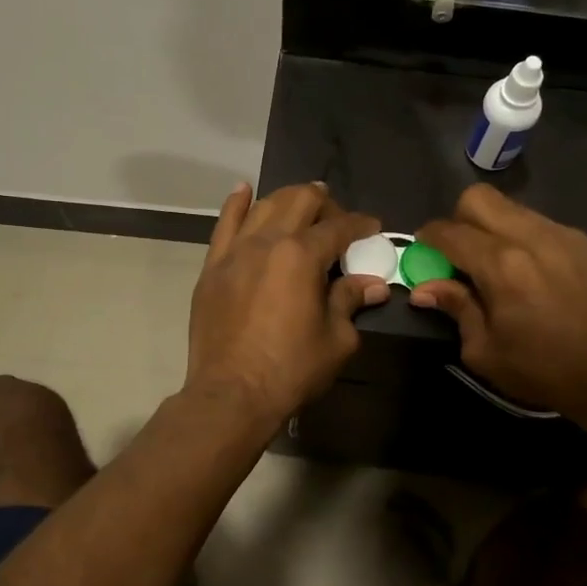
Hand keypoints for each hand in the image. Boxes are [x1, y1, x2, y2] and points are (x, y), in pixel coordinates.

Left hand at [185, 182, 385, 424]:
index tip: (373, 228)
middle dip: (325, 204)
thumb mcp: (336, 340)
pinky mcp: (212, 267)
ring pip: (264, 206)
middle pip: (300, 200)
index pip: (339, 227)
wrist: (231, 394)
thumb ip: (351, 301)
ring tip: (302, 205)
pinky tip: (244, 191)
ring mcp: (234, 251)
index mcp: (302, 256)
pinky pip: (224, 224)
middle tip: (338, 222)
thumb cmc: (290, 370)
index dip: (361, 224)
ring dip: (288, 200)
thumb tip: (374, 284)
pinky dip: (237, 204)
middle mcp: (267, 241)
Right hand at [412, 185, 586, 422]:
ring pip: (510, 207)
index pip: (450, 232)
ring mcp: (562, 235)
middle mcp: (531, 238)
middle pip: (478, 199)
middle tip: (459, 253)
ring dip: (491, 226)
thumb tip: (423, 289)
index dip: (428, 238)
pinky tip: (529, 270)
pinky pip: (538, 222)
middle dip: (458, 220)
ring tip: (495, 263)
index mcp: (502, 267)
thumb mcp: (484, 351)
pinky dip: (521, 236)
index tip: (422, 250)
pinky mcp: (583, 242)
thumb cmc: (542, 371)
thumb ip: (455, 308)